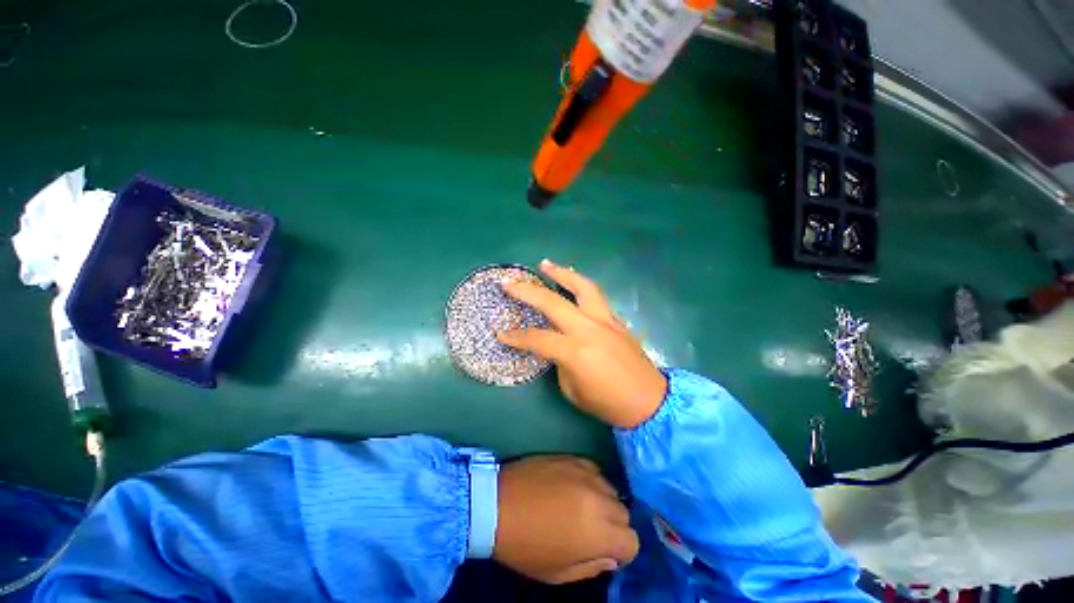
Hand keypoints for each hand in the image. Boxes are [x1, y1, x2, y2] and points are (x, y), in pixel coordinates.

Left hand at [494, 456, 638, 583]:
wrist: (497, 504)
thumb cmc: (525, 545)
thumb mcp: (557, 573)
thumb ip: (591, 566)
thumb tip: (609, 556)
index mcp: (597, 532)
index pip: (632, 541)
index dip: (620, 550)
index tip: (603, 550)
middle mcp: (599, 499)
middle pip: (624, 513)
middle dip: (612, 525)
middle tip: (589, 529)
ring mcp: (585, 473)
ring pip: (611, 489)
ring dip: (602, 501)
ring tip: (580, 505)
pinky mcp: (573, 457)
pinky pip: (594, 470)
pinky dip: (590, 481)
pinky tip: (573, 486)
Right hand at [498, 259, 667, 428]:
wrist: (649, 401)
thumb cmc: (607, 403)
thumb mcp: (572, 390)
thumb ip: (559, 362)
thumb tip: (555, 346)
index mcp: (575, 352)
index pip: (537, 338)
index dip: (515, 337)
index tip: (500, 333)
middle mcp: (588, 329)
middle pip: (552, 302)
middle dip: (526, 291)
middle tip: (508, 282)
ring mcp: (605, 320)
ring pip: (582, 287)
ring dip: (561, 273)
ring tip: (546, 264)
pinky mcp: (616, 319)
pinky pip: (595, 295)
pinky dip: (580, 285)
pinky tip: (572, 283)